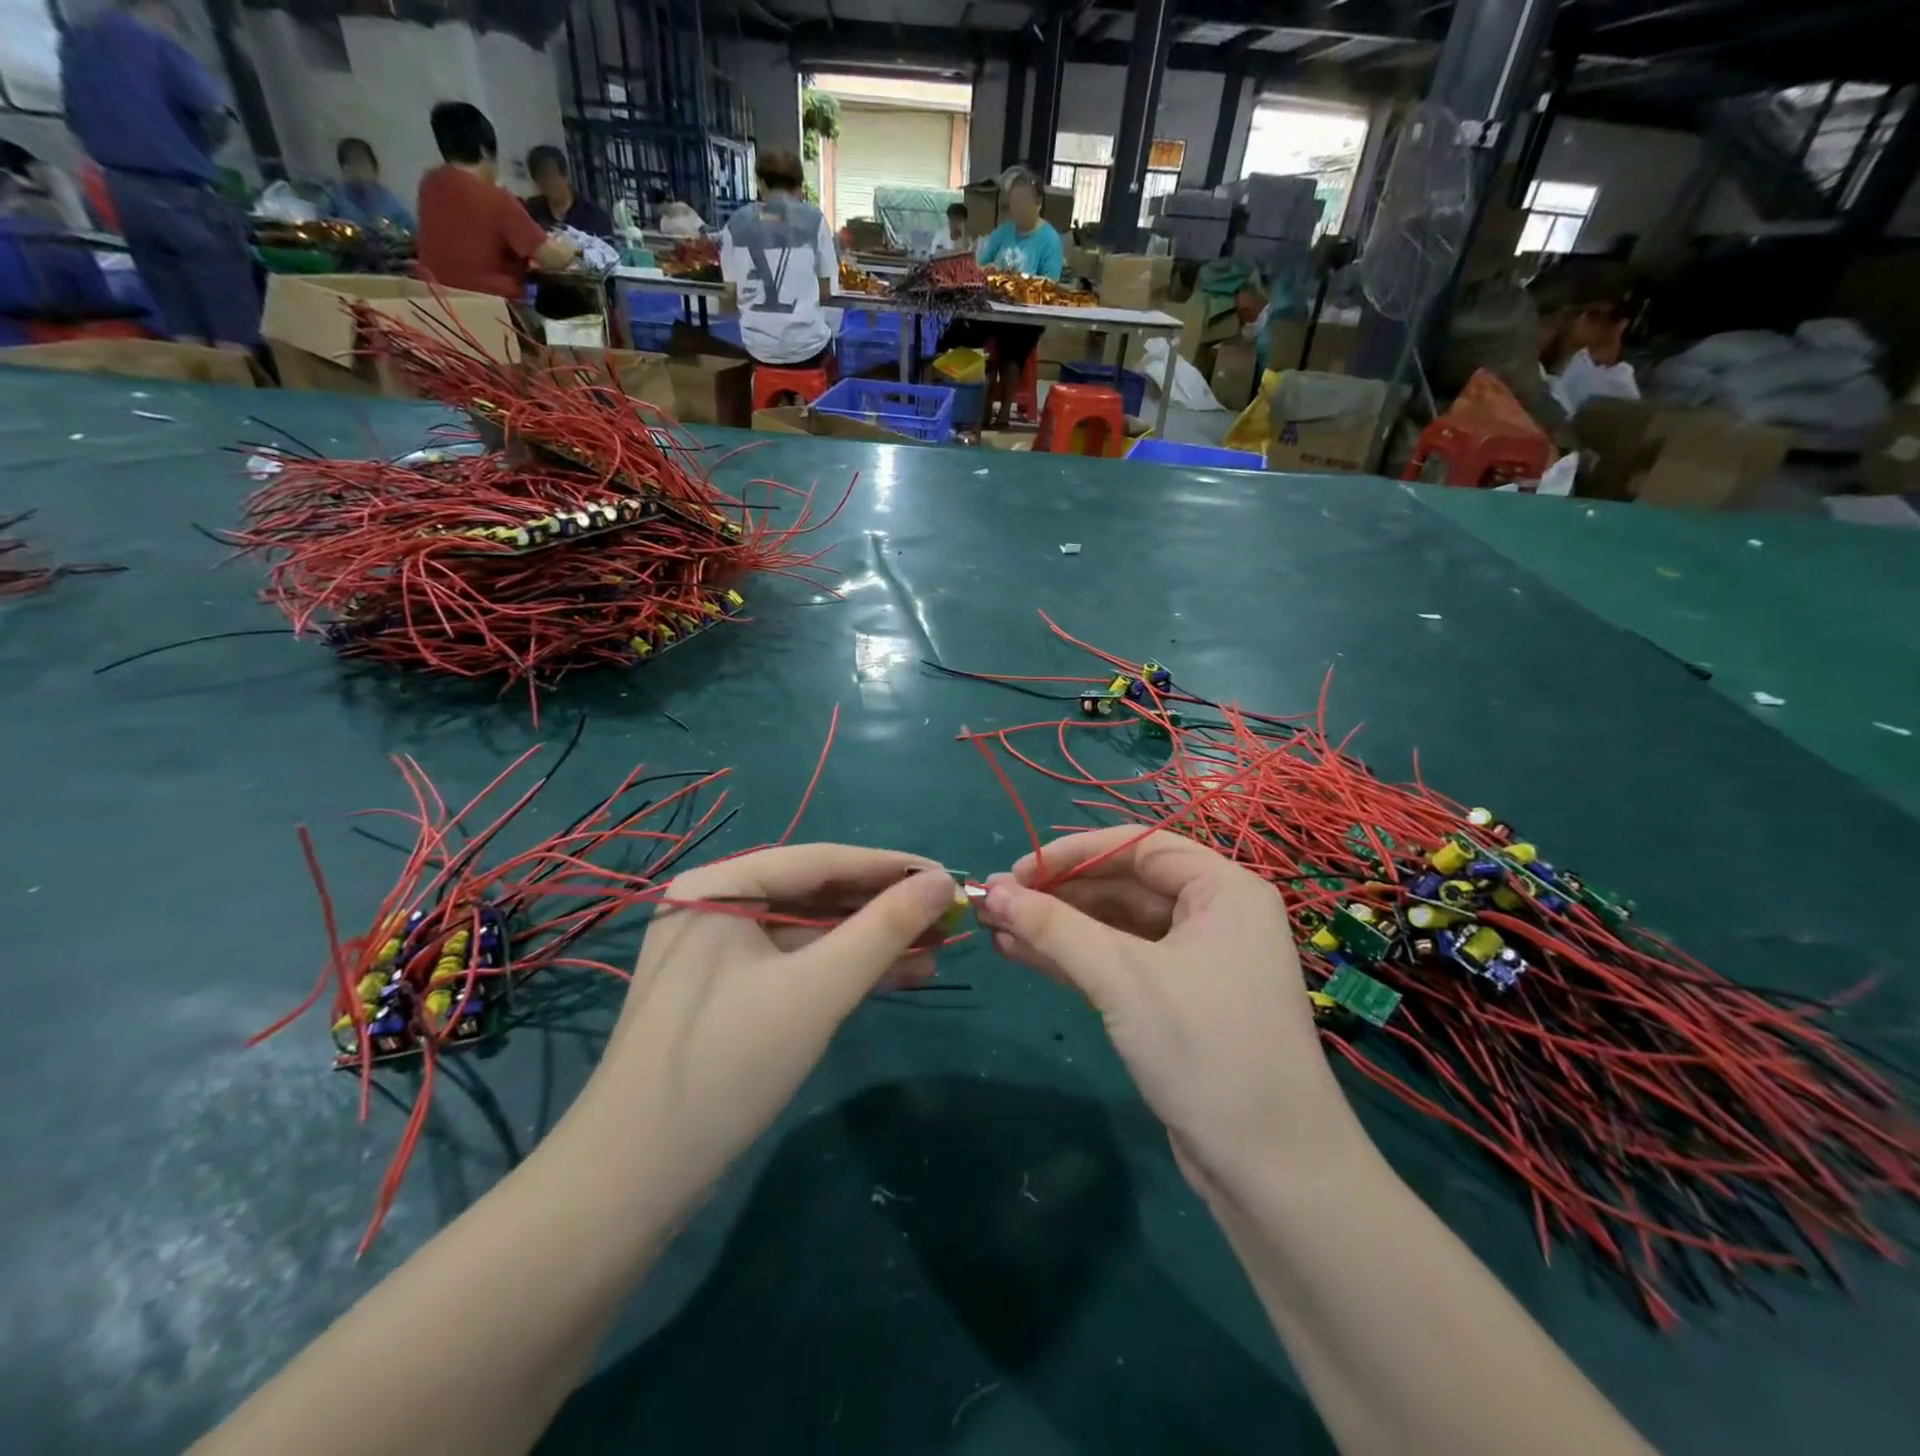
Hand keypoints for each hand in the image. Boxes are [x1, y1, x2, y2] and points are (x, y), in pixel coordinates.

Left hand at [577, 845, 961, 1205]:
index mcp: (719, 884)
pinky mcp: (727, 992)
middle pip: (816, 895)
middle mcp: (715, 905)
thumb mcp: (818, 989)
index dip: (890, 867)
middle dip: (883, 910)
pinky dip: (843, 971)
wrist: (632, 1181)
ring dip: (871, 943)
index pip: (820, 860)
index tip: (948, 875)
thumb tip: (942, 881)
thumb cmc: (727, 1064)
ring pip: (811, 933)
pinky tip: (896, 977)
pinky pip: (796, 965)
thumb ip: (884, 928)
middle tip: (947, 917)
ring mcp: (718, 951)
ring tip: (936, 951)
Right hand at [978, 828, 1360, 1201]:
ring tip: (996, 926)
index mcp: (1223, 890)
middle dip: (1057, 894)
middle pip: (1124, 885)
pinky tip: (1021, 953)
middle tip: (995, 900)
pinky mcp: (1178, 1002)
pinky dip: (1074, 959)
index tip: (1016, 871)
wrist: (1272, 1174)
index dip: (1072, 854)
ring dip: (1058, 927)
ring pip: (1117, 927)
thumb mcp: (1122, 978)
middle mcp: (1215, 915)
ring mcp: (1197, 961)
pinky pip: (1120, 963)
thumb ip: (1053, 928)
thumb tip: (991, 890)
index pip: (1137, 847)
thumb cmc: (1205, 1049)